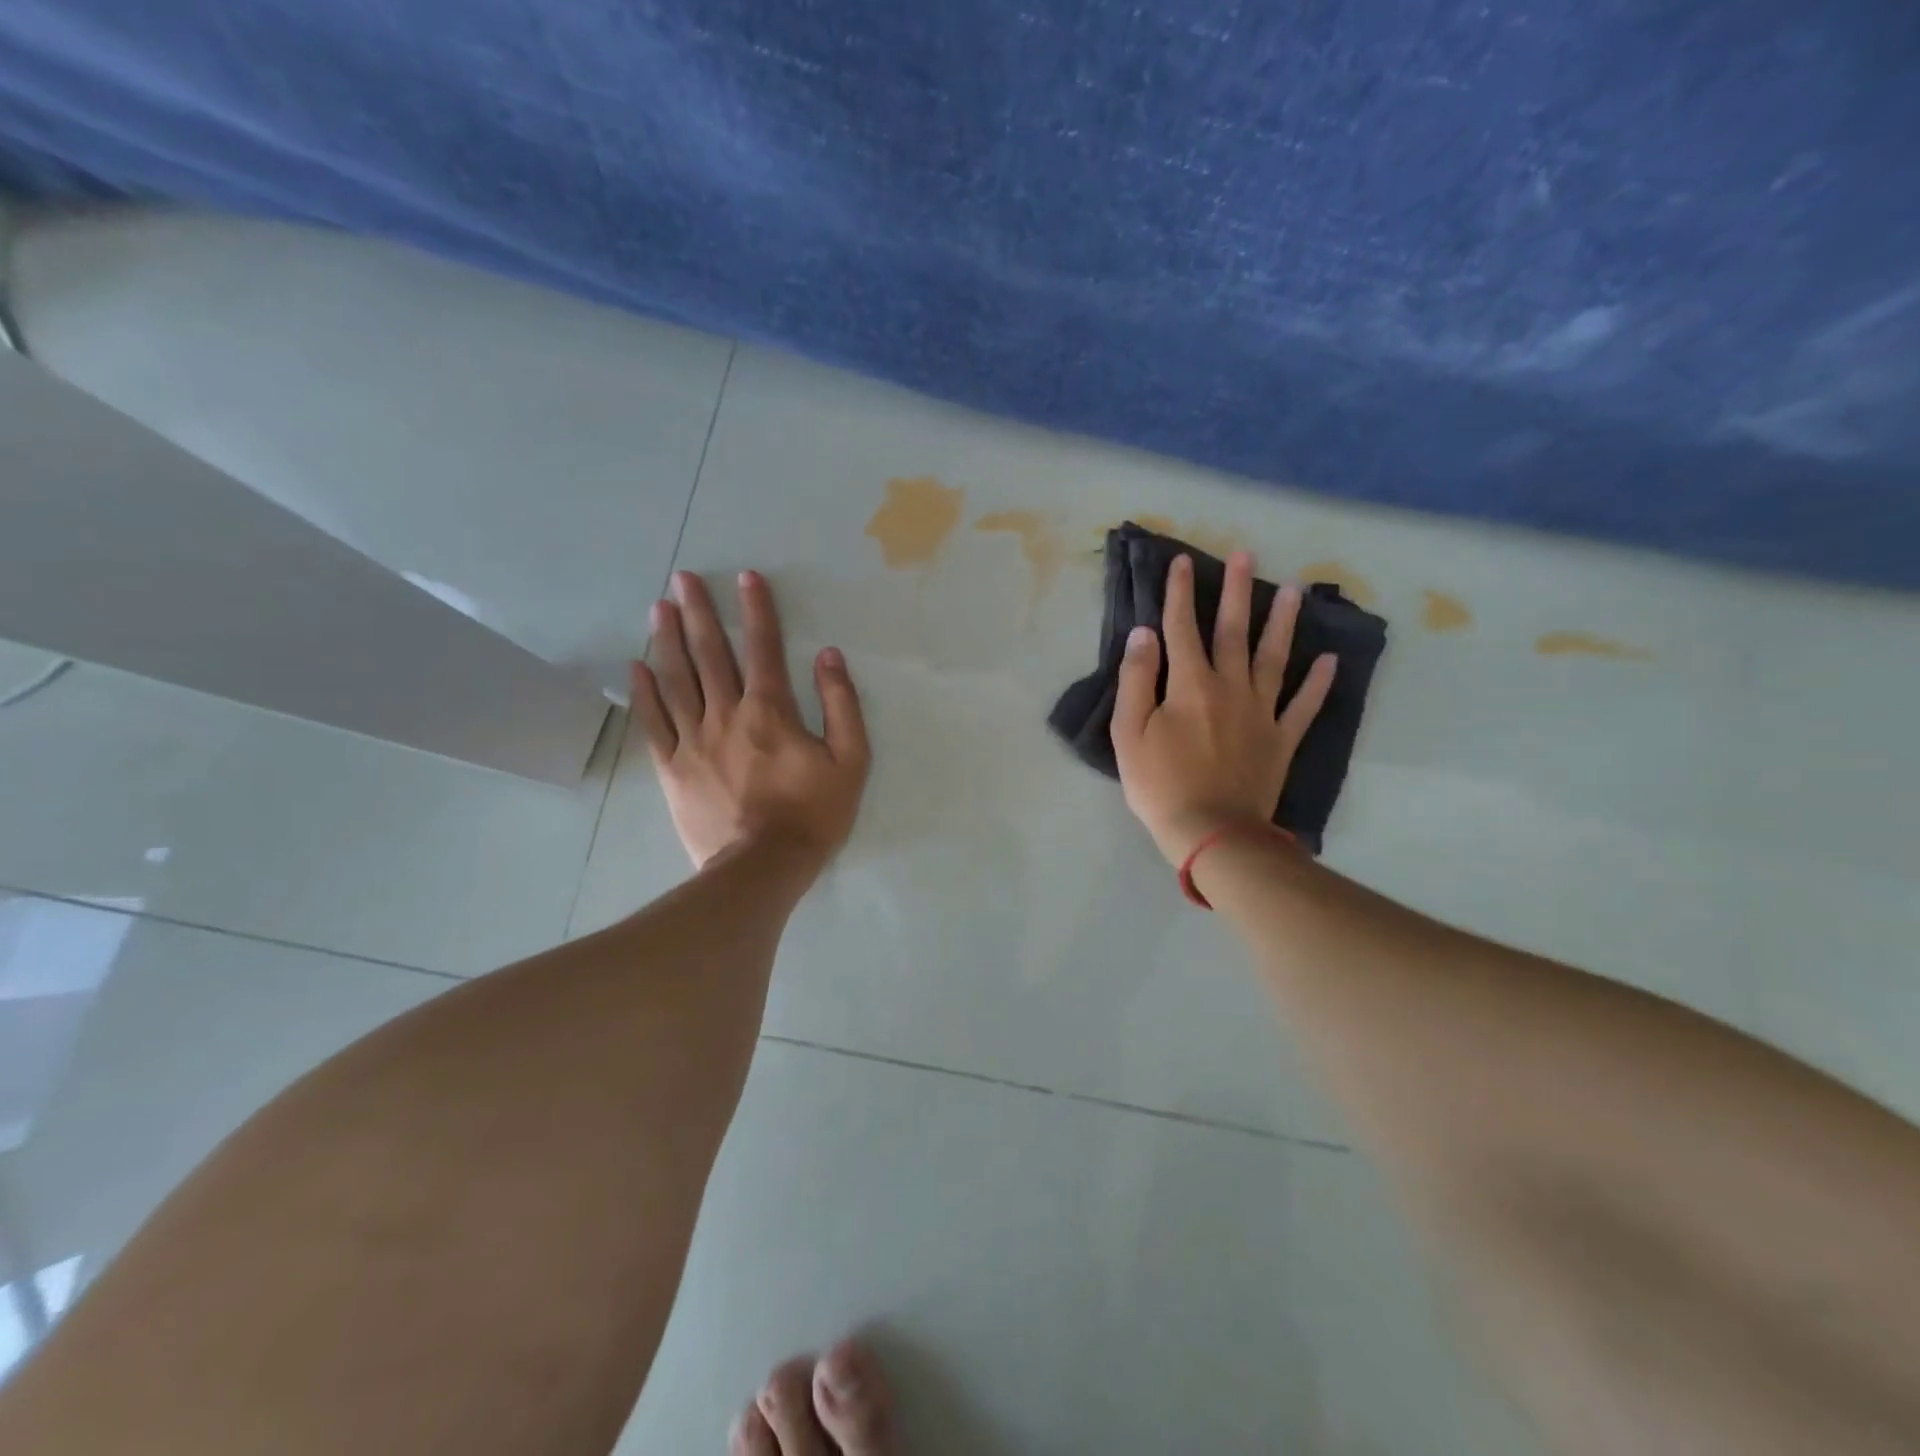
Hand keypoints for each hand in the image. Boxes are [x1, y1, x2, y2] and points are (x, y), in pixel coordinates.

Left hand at [632, 570, 869, 872]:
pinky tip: (636, 667)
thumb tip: (828, 655)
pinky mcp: (673, 768)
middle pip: (710, 654)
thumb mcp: (851, 760)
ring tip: (658, 607)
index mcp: (771, 711)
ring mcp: (694, 741)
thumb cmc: (813, 814)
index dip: (756, 609)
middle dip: (698, 612)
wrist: (763, 868)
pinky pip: (654, 723)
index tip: (746, 577)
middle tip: (682, 577)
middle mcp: (726, 715)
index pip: (763, 647)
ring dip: (667, 640)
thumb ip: (842, 704)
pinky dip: (644, 693)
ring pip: (676, 680)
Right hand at [1112, 551, 1335, 864]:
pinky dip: (1319, 682)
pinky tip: (1331, 660)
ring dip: (1283, 622)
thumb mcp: (1129, 733)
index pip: (1181, 628)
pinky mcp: (1281, 738)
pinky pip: (1304, 705)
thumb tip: (1144, 634)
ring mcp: (1261, 712)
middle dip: (1236, 591)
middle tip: (1246, 554)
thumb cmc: (1160, 784)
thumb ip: (1137, 680)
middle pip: (1233, 631)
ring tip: (1293, 590)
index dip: (1180, 593)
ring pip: (1274, 658)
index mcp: (1190, 684)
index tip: (1182, 562)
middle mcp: (1230, 687)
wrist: (1210, 832)